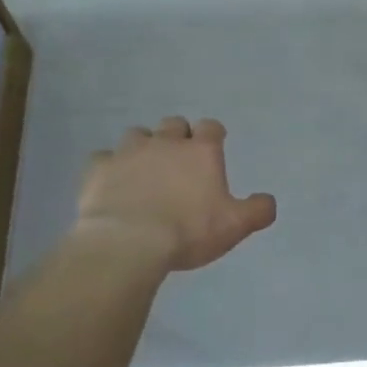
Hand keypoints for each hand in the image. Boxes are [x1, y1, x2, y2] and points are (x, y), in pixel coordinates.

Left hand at [76, 117, 277, 271]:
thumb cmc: (188, 231)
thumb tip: (268, 201)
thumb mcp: (234, 226)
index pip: (211, 127)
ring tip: (145, 169)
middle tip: (179, 159)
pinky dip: (110, 167)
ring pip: (137, 134)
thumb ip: (257, 211)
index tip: (214, 145)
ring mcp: (128, 152)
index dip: (213, 135)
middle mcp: (165, 142)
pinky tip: (112, 182)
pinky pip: (104, 158)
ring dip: (143, 147)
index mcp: (201, 152)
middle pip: (173, 124)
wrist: (128, 242)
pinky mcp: (98, 168)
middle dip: (178, 136)